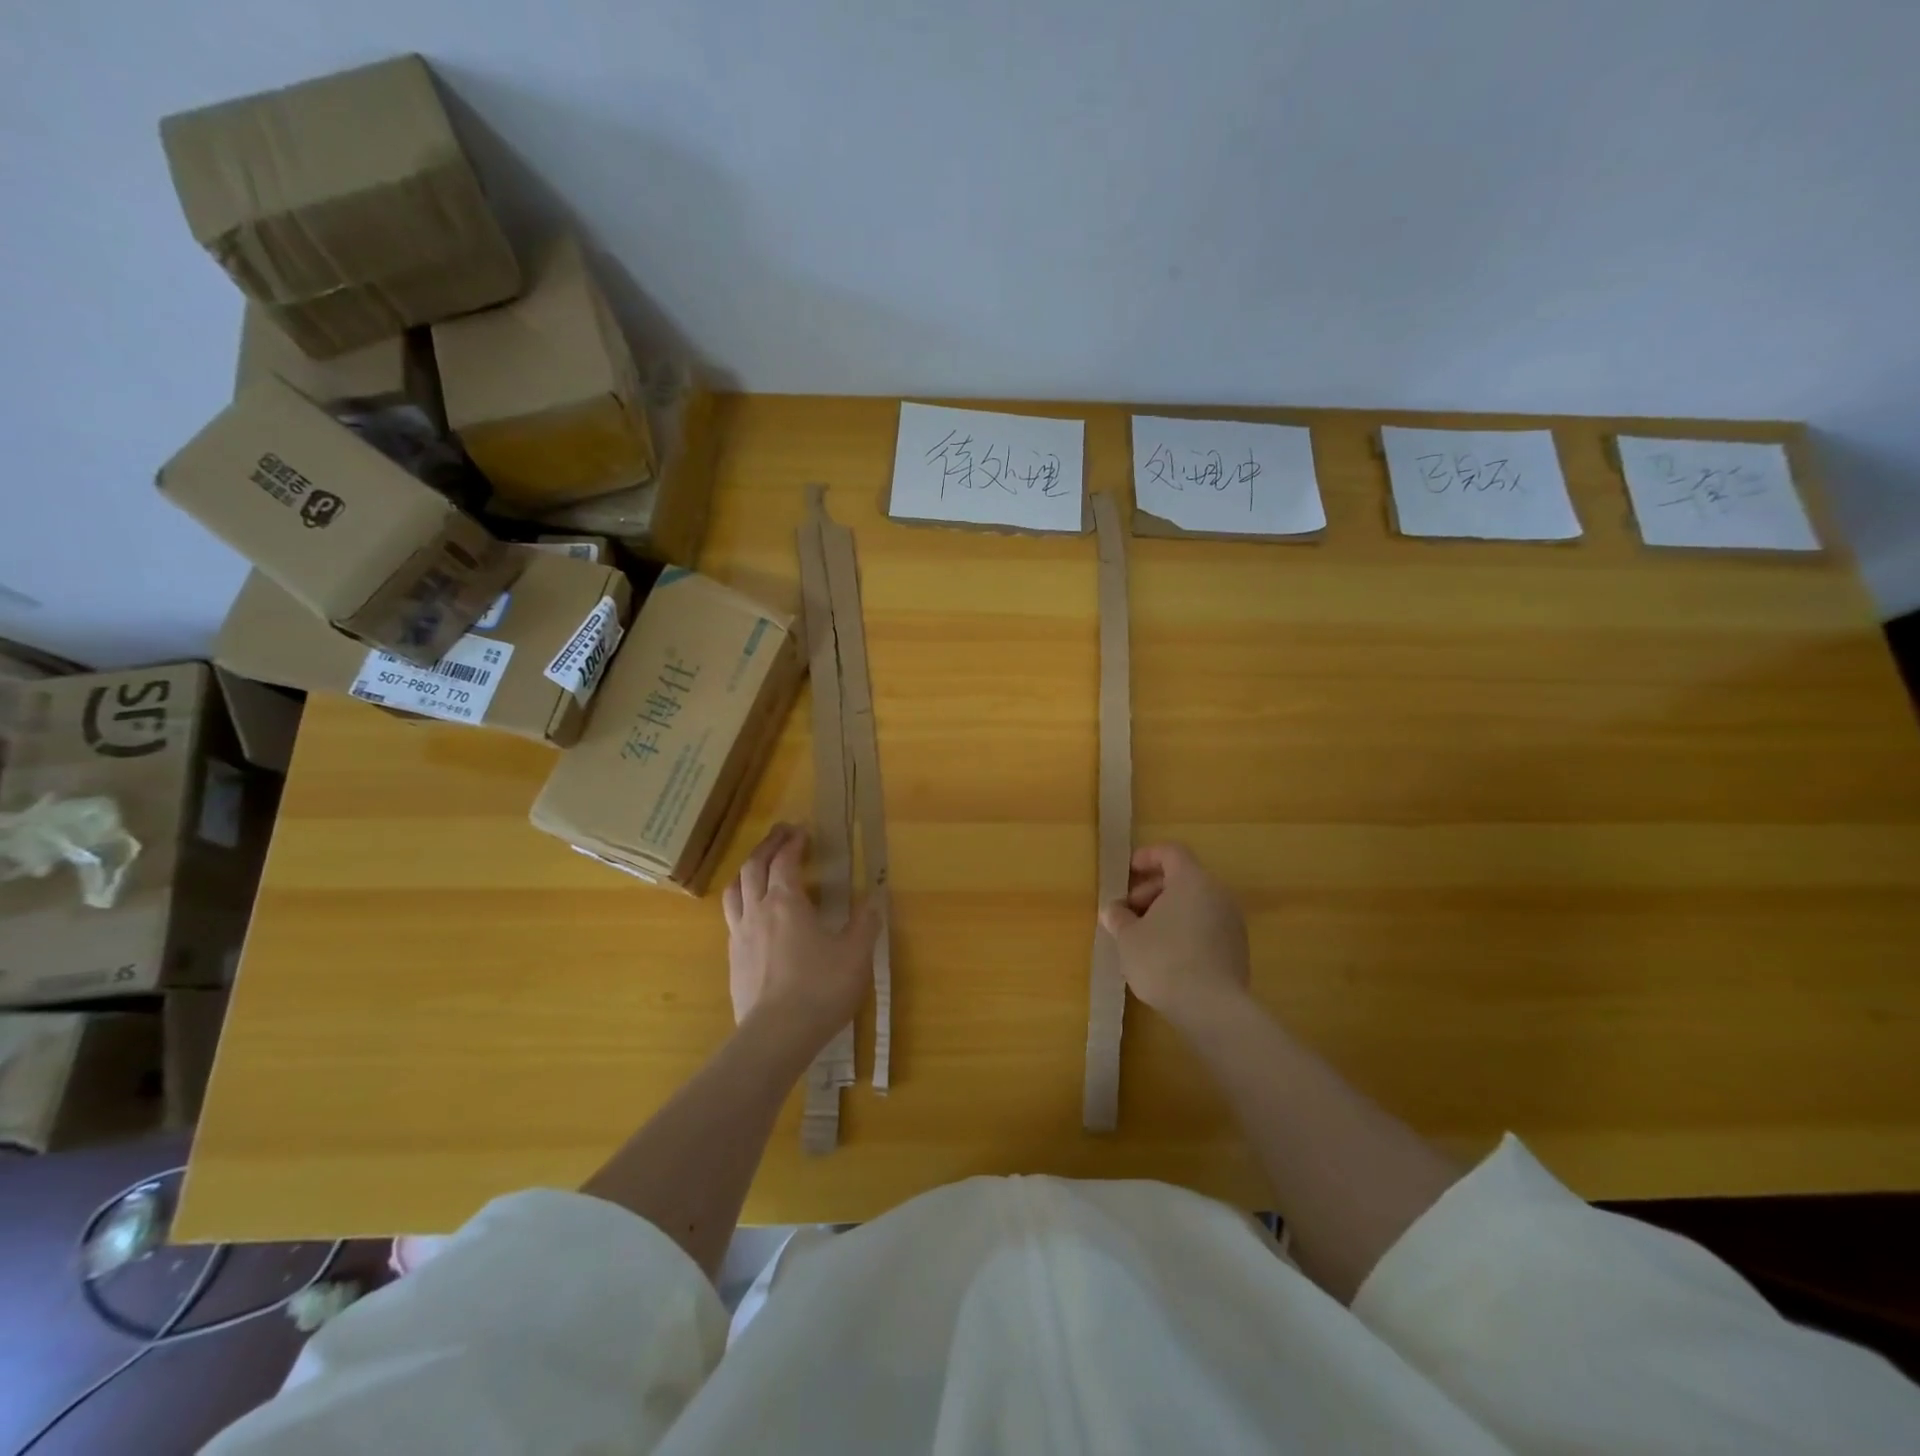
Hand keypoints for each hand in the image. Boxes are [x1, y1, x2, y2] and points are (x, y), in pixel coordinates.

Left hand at [723, 823, 877, 1047]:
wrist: (775, 1036)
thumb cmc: (820, 988)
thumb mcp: (855, 954)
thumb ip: (865, 922)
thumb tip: (876, 897)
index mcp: (786, 902)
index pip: (784, 861)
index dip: (793, 842)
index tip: (803, 830)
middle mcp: (757, 911)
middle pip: (753, 867)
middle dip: (767, 846)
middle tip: (781, 834)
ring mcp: (739, 936)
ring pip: (734, 890)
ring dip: (747, 871)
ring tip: (758, 866)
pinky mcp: (733, 960)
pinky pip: (732, 918)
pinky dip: (742, 902)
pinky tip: (753, 915)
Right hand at [1099, 843, 1250, 1030]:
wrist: (1212, 1008)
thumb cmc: (1163, 960)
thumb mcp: (1128, 937)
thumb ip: (1119, 917)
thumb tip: (1113, 910)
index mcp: (1192, 880)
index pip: (1170, 852)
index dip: (1146, 857)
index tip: (1126, 873)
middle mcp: (1217, 893)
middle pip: (1183, 878)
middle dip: (1152, 890)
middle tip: (1128, 912)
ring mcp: (1232, 921)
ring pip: (1195, 904)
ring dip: (1168, 912)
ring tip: (1143, 937)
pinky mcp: (1238, 949)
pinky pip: (1206, 926)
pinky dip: (1185, 930)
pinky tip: (1166, 956)